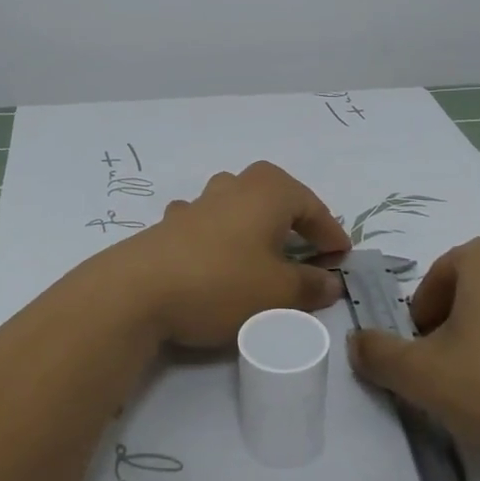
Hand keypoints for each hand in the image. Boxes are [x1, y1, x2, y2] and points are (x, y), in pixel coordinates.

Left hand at [107, 162, 350, 348]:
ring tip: (263, 251)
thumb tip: (330, 283)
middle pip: (274, 195)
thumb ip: (310, 286)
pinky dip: (220, 237)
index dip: (330, 234)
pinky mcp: (169, 226)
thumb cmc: (222, 283)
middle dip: (293, 220)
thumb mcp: (278, 293)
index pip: (312, 207)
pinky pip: (207, 223)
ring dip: (254, 224)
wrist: (138, 291)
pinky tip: (216, 256)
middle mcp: (234, 187)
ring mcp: (197, 203)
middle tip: (307, 248)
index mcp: (268, 191)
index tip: (341, 258)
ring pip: (237, 204)